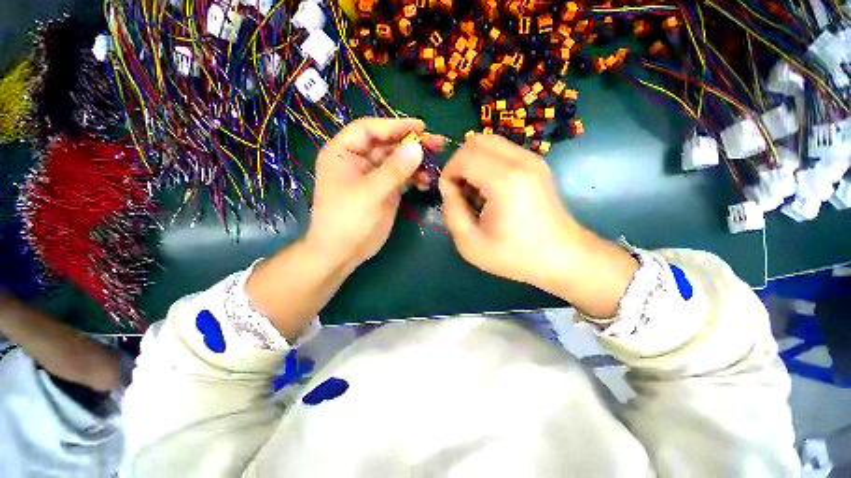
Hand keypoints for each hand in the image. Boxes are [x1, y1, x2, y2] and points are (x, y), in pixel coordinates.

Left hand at [307, 118, 442, 270]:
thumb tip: (418, 147)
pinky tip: (427, 183)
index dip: (395, 125)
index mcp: (343, 153)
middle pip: (387, 144)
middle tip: (437, 144)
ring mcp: (374, 177)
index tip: (421, 127)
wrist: (343, 252)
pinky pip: (402, 178)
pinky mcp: (385, 191)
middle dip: (411, 144)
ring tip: (435, 165)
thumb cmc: (347, 220)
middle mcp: (358, 161)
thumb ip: (394, 170)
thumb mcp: (369, 193)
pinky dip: (415, 178)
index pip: (369, 129)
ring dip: (416, 162)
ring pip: (398, 161)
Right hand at [439, 134, 583, 287]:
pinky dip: (487, 164)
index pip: (464, 157)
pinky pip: (502, 151)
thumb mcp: (470, 243)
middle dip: (459, 164)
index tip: (449, 197)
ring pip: (489, 143)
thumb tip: (447, 187)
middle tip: (460, 191)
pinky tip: (490, 190)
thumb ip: (451, 211)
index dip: (448, 174)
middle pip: (476, 141)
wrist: (562, 257)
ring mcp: (532, 159)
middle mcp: (521, 161)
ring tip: (475, 192)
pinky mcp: (537, 164)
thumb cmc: (515, 256)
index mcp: (505, 180)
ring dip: (473, 163)